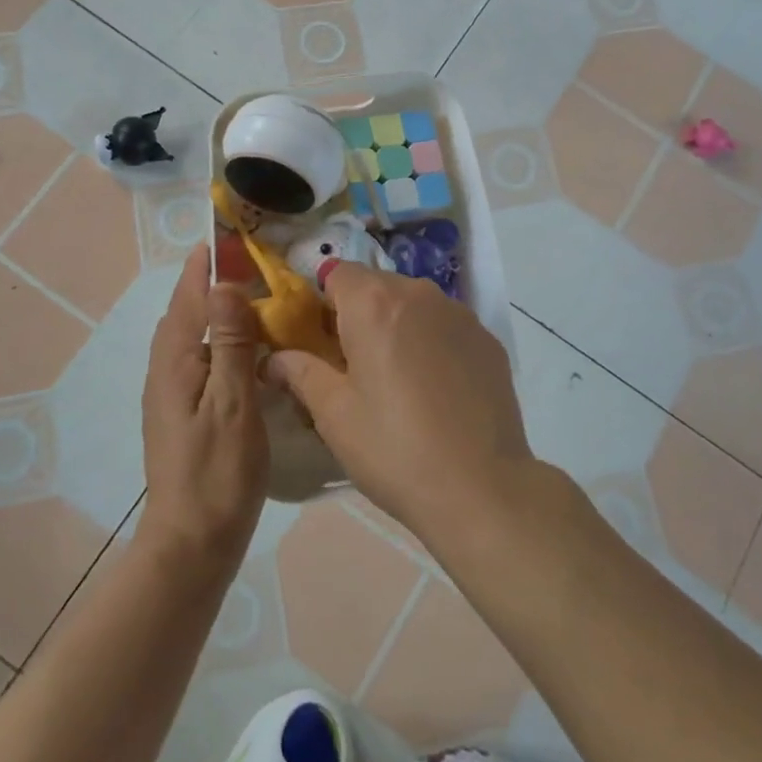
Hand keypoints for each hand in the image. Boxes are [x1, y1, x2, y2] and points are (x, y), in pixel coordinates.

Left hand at [138, 246, 268, 566]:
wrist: (191, 543)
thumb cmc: (218, 472)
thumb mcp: (233, 403)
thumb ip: (230, 343)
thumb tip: (224, 284)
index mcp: (176, 362)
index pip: (189, 297)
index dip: (205, 265)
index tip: (226, 236)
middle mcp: (165, 370)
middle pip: (184, 311)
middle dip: (207, 281)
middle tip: (247, 262)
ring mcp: (169, 393)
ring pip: (189, 335)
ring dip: (211, 309)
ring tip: (247, 295)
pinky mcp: (180, 412)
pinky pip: (197, 357)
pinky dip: (216, 338)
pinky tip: (242, 348)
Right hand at [265, 264, 531, 542]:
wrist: (481, 488)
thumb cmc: (394, 449)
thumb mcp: (333, 415)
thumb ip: (300, 373)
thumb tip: (273, 358)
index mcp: (374, 303)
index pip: (336, 273)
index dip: (322, 303)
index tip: (320, 342)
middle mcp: (419, 294)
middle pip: (376, 286)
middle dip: (359, 315)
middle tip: (353, 368)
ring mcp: (459, 314)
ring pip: (413, 305)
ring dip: (397, 327)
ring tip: (397, 381)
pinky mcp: (487, 339)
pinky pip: (445, 326)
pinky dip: (432, 343)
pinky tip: (435, 390)